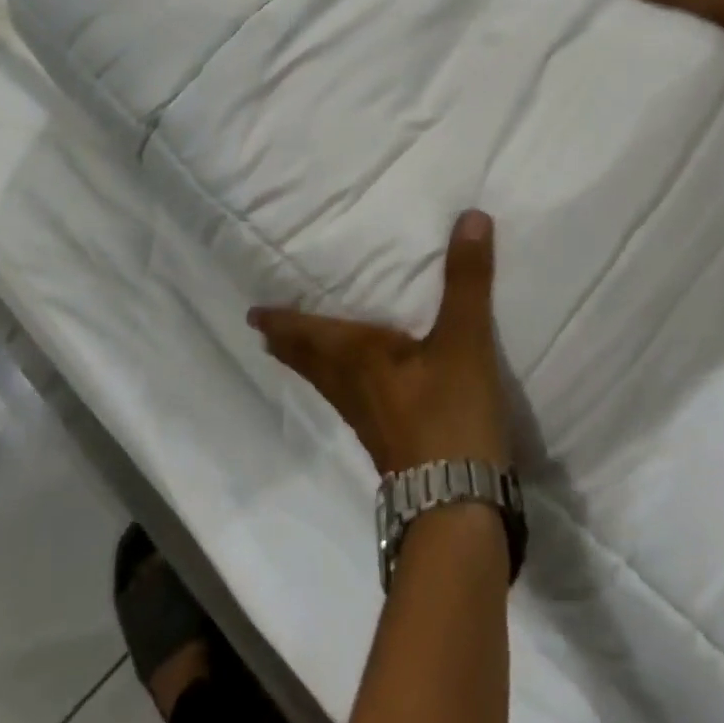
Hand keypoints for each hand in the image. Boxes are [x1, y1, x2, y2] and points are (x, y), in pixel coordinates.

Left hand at [249, 210, 510, 475]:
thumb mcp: (463, 340)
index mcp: (357, 358)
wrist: (457, 506)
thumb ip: (466, 279)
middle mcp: (352, 387)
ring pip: (327, 384)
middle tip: (265, 330)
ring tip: (299, 351)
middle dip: (287, 343)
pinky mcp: (388, 443)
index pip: (306, 334)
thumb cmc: (448, 414)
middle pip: (309, 362)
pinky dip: (338, 383)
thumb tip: (471, 216)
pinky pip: (349, 400)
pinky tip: (359, 388)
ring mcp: (368, 420)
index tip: (252, 314)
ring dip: (308, 364)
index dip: (280, 322)